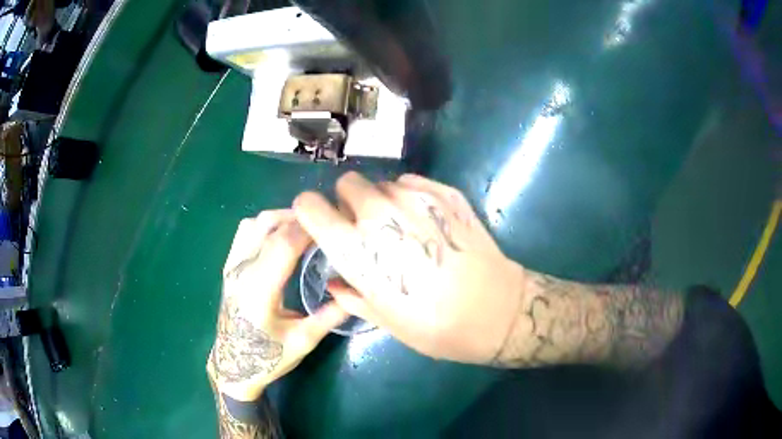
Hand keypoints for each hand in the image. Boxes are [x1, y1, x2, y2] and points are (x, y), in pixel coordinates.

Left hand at [207, 210, 348, 400]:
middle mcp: (242, 271)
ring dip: (281, 218)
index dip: (310, 228)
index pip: (284, 243)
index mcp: (260, 289)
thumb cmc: (268, 357)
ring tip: (305, 228)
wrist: (233, 365)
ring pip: (255, 222)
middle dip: (300, 218)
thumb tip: (358, 289)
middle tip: (326, 225)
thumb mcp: (304, 341)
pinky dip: (265, 225)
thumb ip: (330, 315)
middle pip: (269, 225)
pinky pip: (245, 232)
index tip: (334, 223)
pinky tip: (281, 237)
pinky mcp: (229, 267)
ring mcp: (232, 266)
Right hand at [293, 172, 524, 363]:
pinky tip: (425, 221)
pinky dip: (409, 196)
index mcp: (356, 249)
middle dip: (348, 202)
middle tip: (364, 228)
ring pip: (381, 182)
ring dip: (381, 200)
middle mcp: (380, 215)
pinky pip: (411, 182)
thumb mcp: (386, 320)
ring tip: (400, 227)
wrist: (496, 312)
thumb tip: (336, 282)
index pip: (310, 206)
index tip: (321, 223)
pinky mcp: (445, 193)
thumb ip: (352, 295)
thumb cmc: (436, 327)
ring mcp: (416, 199)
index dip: (310, 212)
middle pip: (346, 183)